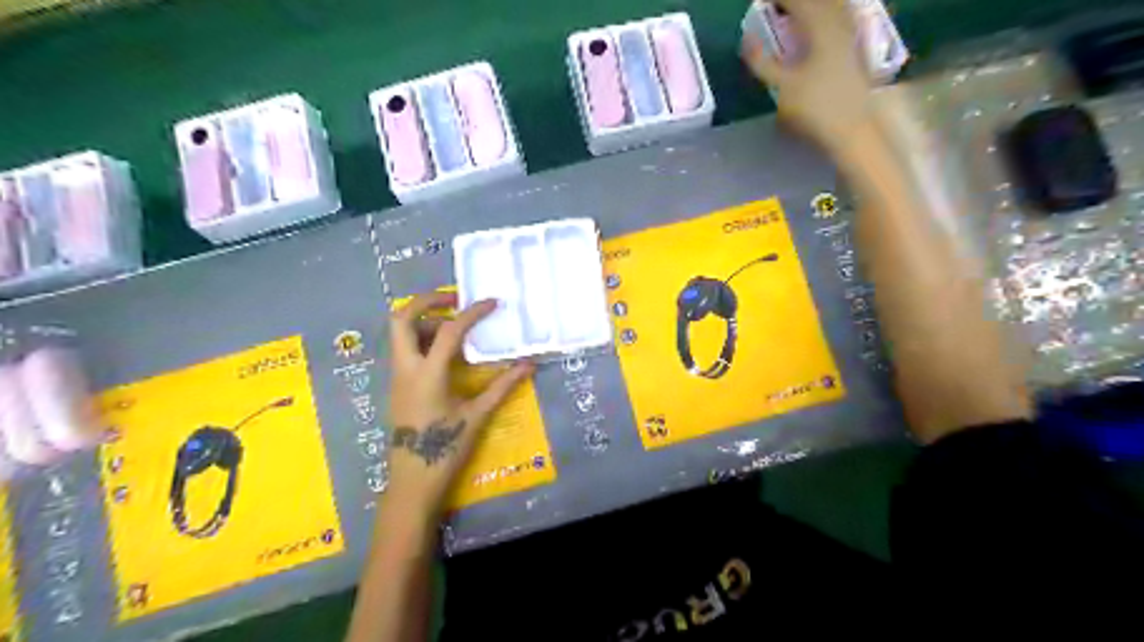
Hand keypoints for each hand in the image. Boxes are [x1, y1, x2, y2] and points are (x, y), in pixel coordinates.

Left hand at [386, 294, 533, 518]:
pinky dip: (422, 338)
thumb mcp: (477, 415)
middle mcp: (405, 368)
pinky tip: (446, 351)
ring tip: (455, 326)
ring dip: (424, 320)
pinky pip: (404, 348)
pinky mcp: (397, 384)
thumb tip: (529, 364)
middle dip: (426, 301)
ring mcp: (397, 375)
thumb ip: (503, 386)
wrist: (412, 479)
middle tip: (454, 300)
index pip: (449, 330)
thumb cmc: (445, 448)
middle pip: (401, 318)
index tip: (492, 302)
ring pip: (399, 333)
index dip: (472, 312)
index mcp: (427, 373)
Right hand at [743, 0, 878, 151]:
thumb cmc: (815, 109)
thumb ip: (762, 62)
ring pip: (833, 6)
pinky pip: (842, 16)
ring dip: (812, 7)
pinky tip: (825, 19)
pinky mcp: (855, 47)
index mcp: (820, 29)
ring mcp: (850, 34)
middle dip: (794, 2)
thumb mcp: (782, 87)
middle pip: (818, 1)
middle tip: (775, 6)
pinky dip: (827, 13)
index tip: (761, 2)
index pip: (797, 1)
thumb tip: (746, 39)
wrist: (853, 128)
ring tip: (793, 13)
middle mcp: (838, 23)